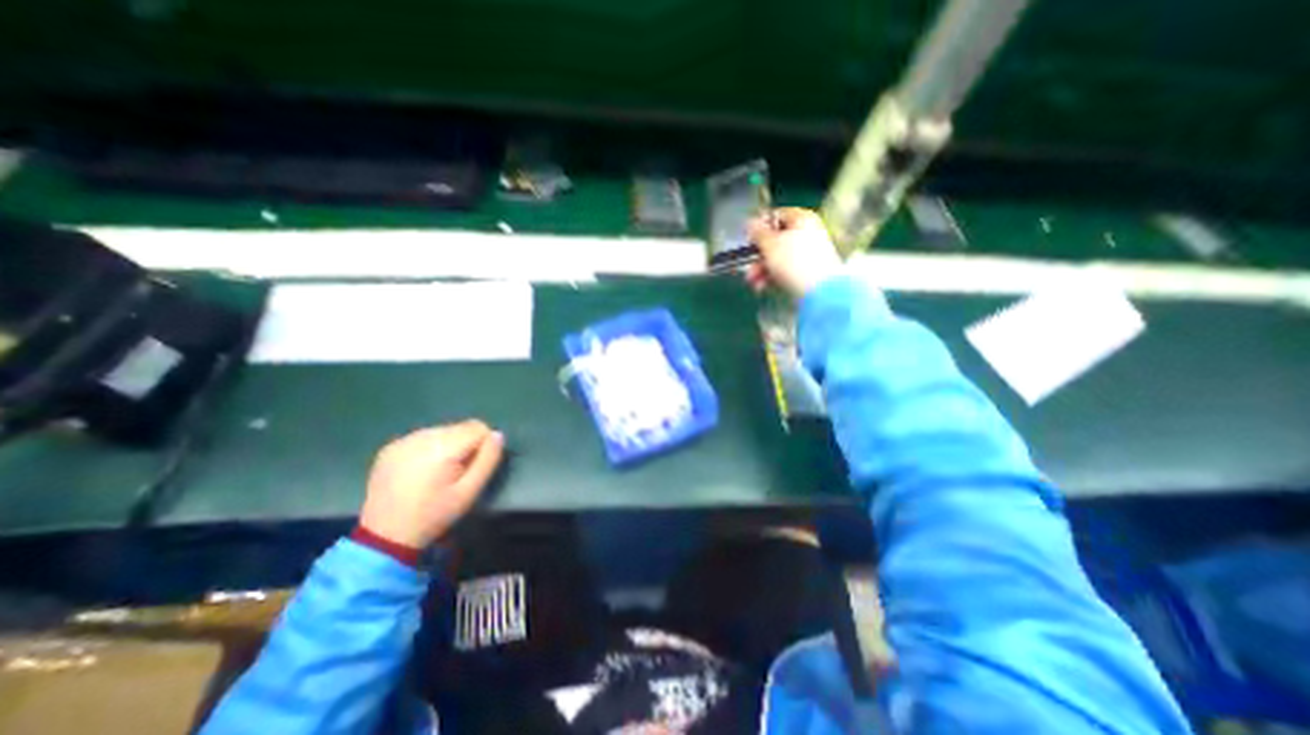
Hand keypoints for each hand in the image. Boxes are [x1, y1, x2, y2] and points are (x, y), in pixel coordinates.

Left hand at [360, 423, 501, 546]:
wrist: (385, 536)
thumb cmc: (434, 515)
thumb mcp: (469, 492)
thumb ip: (488, 460)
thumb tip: (497, 435)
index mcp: (442, 448)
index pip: (478, 427)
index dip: (483, 445)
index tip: (473, 467)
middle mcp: (422, 437)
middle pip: (459, 427)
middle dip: (465, 445)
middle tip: (456, 472)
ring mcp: (403, 440)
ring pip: (442, 430)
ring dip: (447, 445)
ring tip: (438, 472)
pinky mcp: (390, 447)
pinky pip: (422, 437)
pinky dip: (428, 448)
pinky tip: (420, 471)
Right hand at [741, 207, 844, 299]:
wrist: (820, 291)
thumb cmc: (793, 261)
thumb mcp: (770, 244)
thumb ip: (758, 232)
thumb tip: (750, 222)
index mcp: (802, 219)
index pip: (776, 216)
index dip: (759, 227)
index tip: (748, 240)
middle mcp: (808, 233)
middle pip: (775, 241)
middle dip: (758, 256)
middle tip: (748, 268)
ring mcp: (809, 253)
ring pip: (778, 258)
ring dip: (762, 270)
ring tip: (754, 283)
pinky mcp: (809, 272)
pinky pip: (786, 270)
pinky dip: (773, 277)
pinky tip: (762, 288)